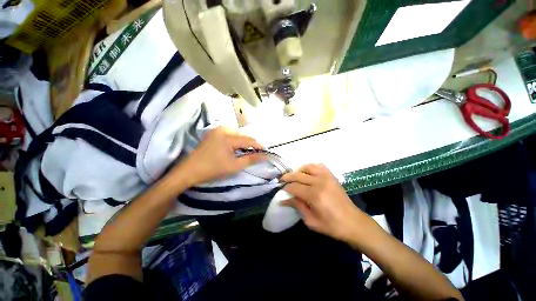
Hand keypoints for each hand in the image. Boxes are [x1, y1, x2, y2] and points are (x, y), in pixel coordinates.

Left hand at [177, 127, 265, 186]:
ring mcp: (216, 130)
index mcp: (228, 137)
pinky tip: (233, 147)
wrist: (190, 171)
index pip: (248, 139)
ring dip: (242, 141)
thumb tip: (265, 156)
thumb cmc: (214, 169)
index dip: (258, 145)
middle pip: (242, 135)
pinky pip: (228, 134)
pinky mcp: (212, 133)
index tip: (264, 151)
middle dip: (249, 144)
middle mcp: (222, 129)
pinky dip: (234, 140)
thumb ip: (251, 159)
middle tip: (254, 153)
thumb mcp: (235, 166)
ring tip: (244, 151)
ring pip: (236, 134)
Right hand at [281, 164, 365, 240]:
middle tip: (282, 180)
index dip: (286, 188)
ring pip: (308, 167)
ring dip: (299, 171)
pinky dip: (311, 167)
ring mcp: (327, 177)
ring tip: (295, 177)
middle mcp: (319, 182)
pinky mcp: (332, 176)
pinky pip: (319, 166)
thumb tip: (284, 200)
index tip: (282, 191)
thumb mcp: (311, 221)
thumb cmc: (331, 225)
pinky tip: (308, 173)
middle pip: (298, 175)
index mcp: (314, 195)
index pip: (294, 187)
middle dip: (288, 177)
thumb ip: (297, 206)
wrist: (353, 222)